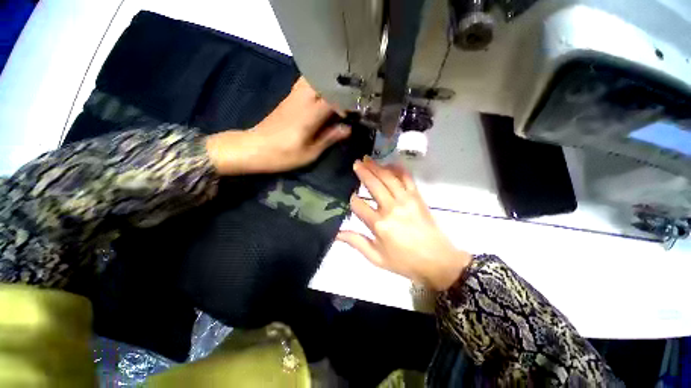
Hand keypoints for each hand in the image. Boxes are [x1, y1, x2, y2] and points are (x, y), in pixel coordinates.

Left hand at [206, 77, 350, 174]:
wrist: (253, 148)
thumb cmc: (283, 155)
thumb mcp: (310, 153)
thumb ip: (329, 138)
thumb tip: (348, 128)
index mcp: (309, 114)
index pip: (334, 97)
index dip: (349, 100)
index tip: (359, 107)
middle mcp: (302, 99)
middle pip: (323, 80)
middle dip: (339, 85)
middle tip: (352, 96)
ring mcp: (293, 97)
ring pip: (313, 78)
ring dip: (327, 83)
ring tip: (340, 94)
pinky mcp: (287, 99)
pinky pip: (305, 84)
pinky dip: (318, 85)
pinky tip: (324, 96)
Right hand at [337, 158, 471, 290]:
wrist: (437, 261)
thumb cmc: (405, 262)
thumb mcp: (377, 258)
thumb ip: (356, 243)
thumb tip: (337, 233)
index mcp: (379, 224)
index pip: (358, 205)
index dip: (351, 199)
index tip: (349, 196)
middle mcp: (391, 208)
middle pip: (373, 184)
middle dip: (362, 172)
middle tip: (356, 163)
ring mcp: (406, 200)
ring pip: (388, 177)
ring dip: (376, 167)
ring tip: (367, 159)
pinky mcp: (417, 196)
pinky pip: (406, 178)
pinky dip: (397, 169)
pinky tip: (390, 164)